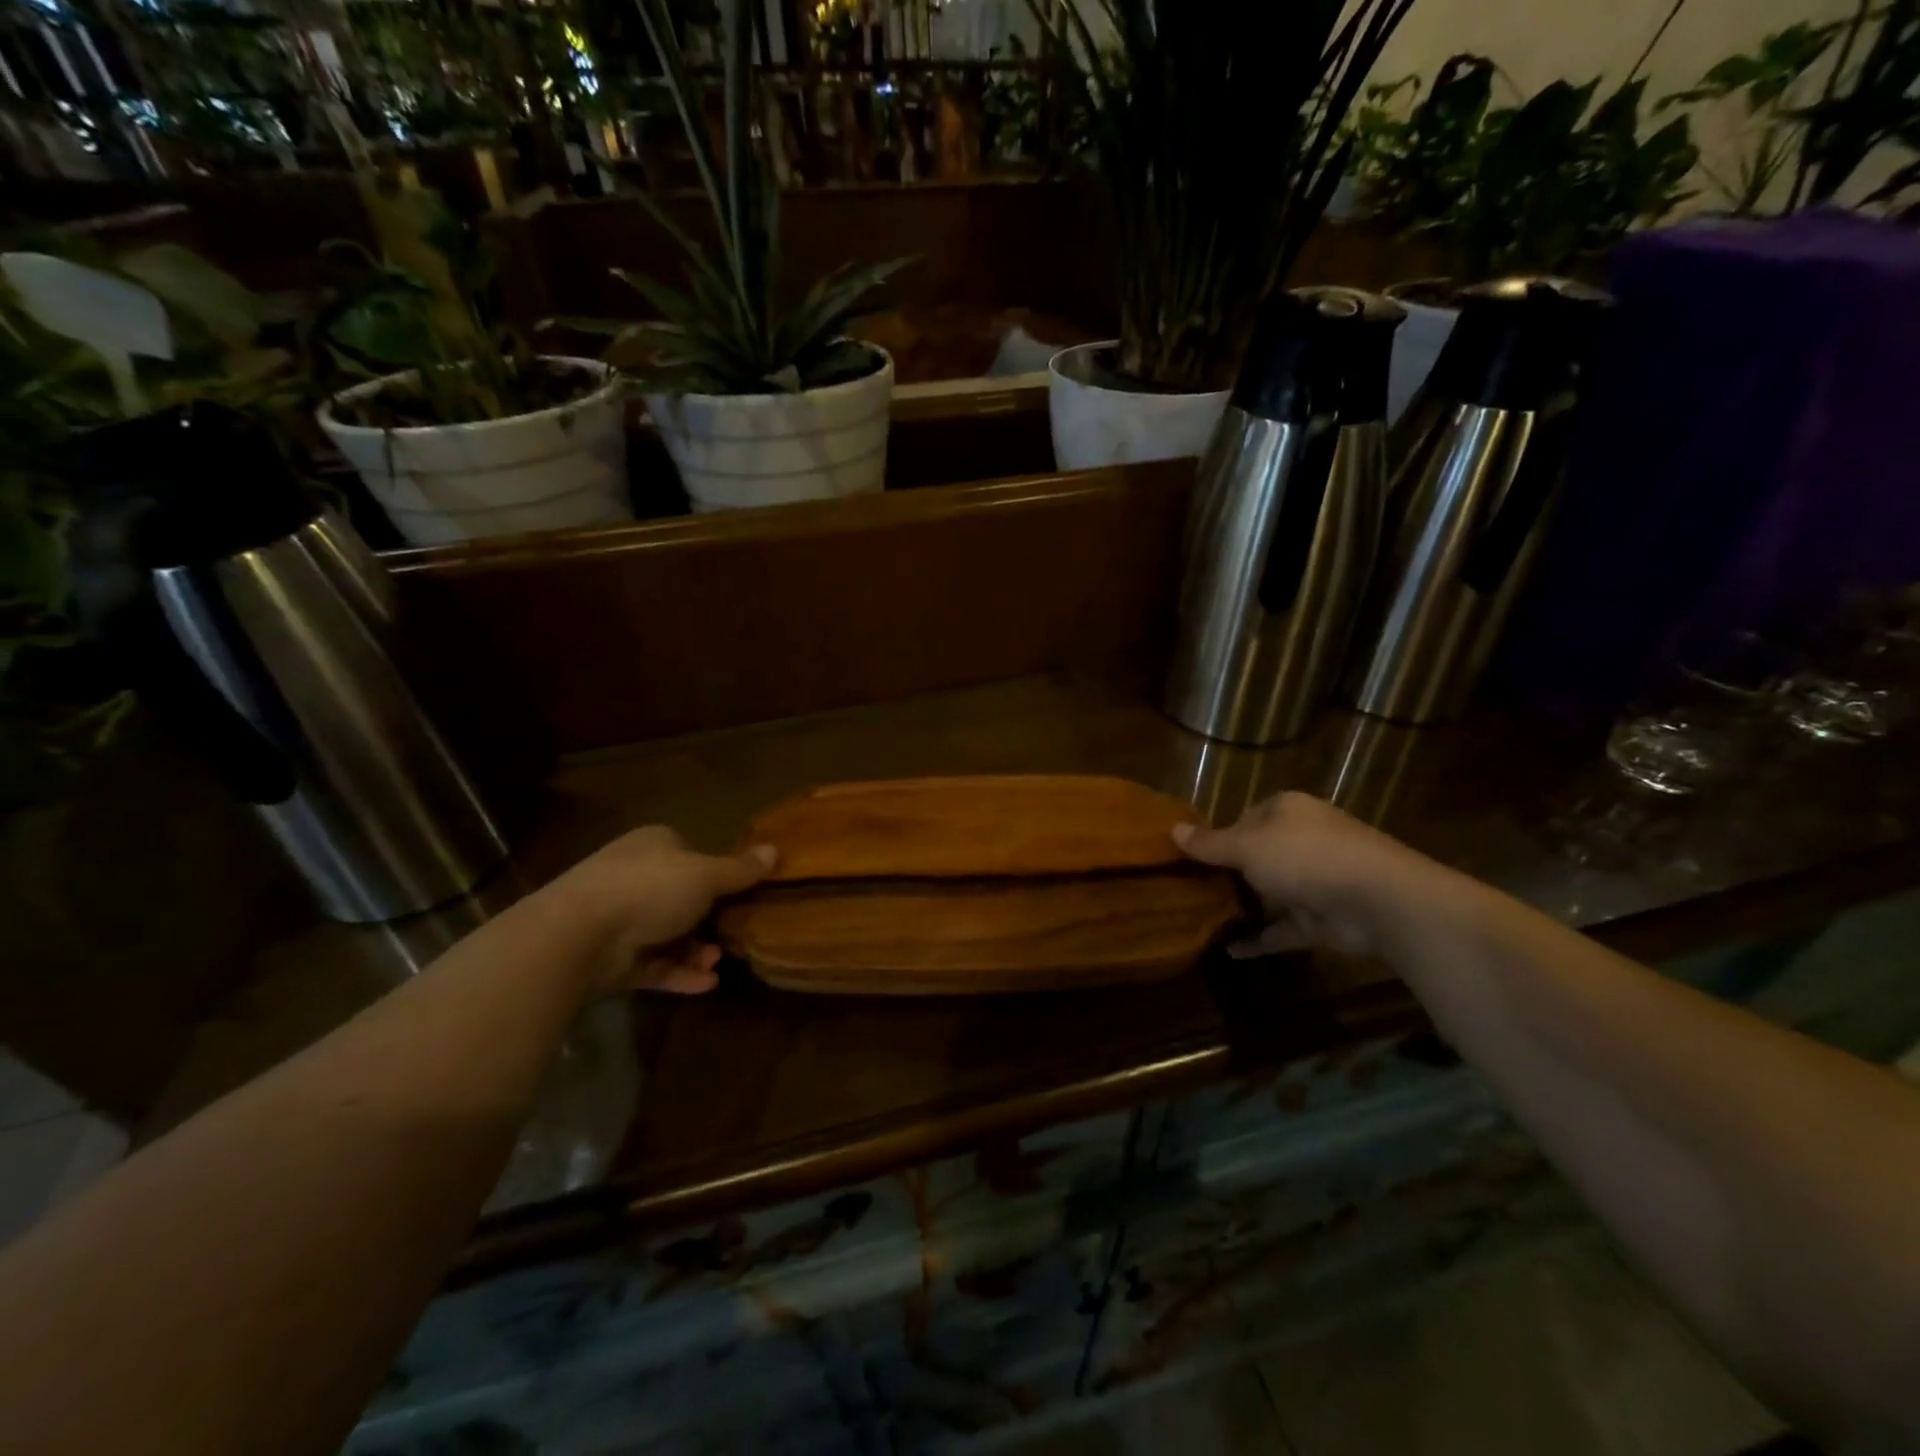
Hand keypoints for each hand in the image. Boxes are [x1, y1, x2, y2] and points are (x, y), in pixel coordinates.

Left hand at [542, 826, 775, 996]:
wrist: (578, 935)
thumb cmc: (650, 889)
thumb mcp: (706, 875)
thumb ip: (740, 869)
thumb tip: (776, 850)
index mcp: (655, 846)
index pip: (691, 854)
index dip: (717, 873)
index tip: (741, 893)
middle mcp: (635, 877)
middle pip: (682, 898)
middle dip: (711, 920)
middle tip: (735, 934)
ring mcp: (620, 918)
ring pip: (669, 935)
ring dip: (696, 951)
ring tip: (715, 964)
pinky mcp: (612, 958)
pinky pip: (654, 965)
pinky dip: (679, 974)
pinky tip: (707, 984)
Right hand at [1173, 791, 1455, 960]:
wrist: (1377, 900)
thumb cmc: (1304, 857)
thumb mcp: (1247, 846)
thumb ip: (1210, 844)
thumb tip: (1172, 830)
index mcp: (1288, 811)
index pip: (1248, 817)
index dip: (1223, 835)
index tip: (1196, 857)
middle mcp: (1305, 841)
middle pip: (1259, 855)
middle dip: (1230, 874)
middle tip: (1192, 890)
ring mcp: (1318, 881)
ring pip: (1272, 893)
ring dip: (1245, 907)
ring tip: (1204, 920)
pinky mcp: (1324, 919)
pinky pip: (1284, 928)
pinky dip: (1261, 938)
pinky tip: (1231, 952)